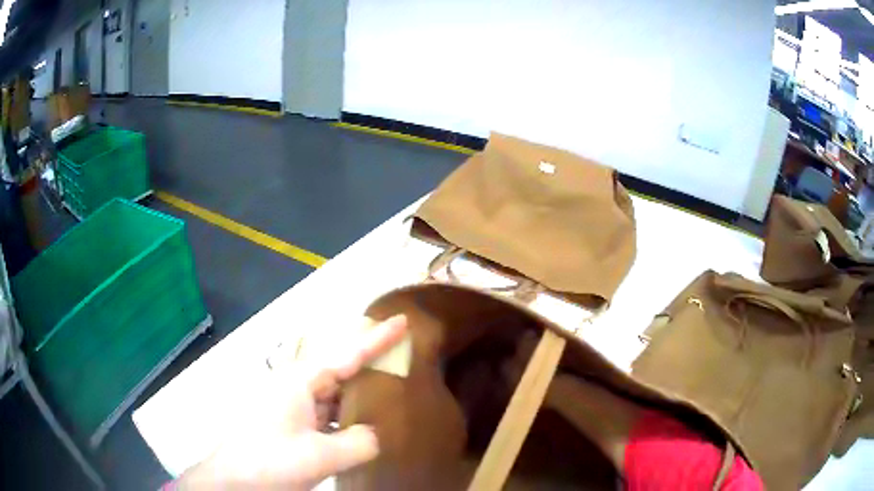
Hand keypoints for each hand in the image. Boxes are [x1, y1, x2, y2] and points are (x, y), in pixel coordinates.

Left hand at [177, 314, 407, 489]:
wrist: (232, 478)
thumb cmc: (269, 459)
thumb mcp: (319, 456)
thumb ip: (359, 444)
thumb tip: (375, 436)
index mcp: (300, 383)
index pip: (346, 355)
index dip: (377, 339)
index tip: (402, 321)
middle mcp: (295, 387)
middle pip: (340, 370)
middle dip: (369, 363)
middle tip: (400, 360)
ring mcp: (291, 406)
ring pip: (333, 394)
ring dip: (357, 394)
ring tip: (387, 394)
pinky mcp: (290, 424)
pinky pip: (325, 414)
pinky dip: (345, 417)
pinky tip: (359, 427)